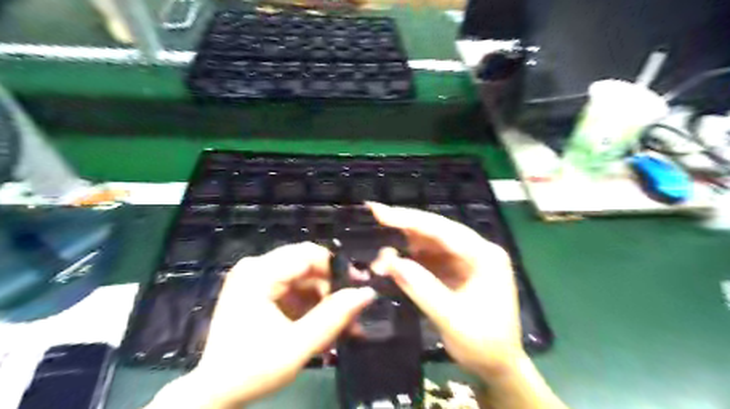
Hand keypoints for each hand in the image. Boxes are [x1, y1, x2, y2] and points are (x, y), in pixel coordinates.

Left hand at [147, 242, 375, 408]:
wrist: (213, 393)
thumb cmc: (251, 370)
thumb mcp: (298, 345)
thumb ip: (334, 317)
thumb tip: (367, 293)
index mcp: (259, 273)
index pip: (310, 254)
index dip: (339, 269)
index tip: (360, 289)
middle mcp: (255, 267)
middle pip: (307, 265)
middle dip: (332, 289)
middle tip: (352, 312)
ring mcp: (255, 277)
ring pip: (303, 277)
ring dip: (324, 299)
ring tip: (341, 325)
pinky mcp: (257, 289)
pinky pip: (293, 288)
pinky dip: (310, 304)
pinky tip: (321, 325)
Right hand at [372, 203, 524, 378]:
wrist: (498, 367)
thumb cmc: (483, 345)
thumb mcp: (452, 319)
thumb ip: (422, 288)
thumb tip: (391, 262)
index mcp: (485, 256)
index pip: (443, 230)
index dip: (410, 219)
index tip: (380, 212)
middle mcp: (477, 251)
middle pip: (436, 231)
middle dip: (404, 226)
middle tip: (375, 215)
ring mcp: (466, 260)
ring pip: (430, 243)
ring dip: (404, 245)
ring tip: (380, 257)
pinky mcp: (457, 270)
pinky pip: (430, 258)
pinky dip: (410, 260)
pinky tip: (393, 264)